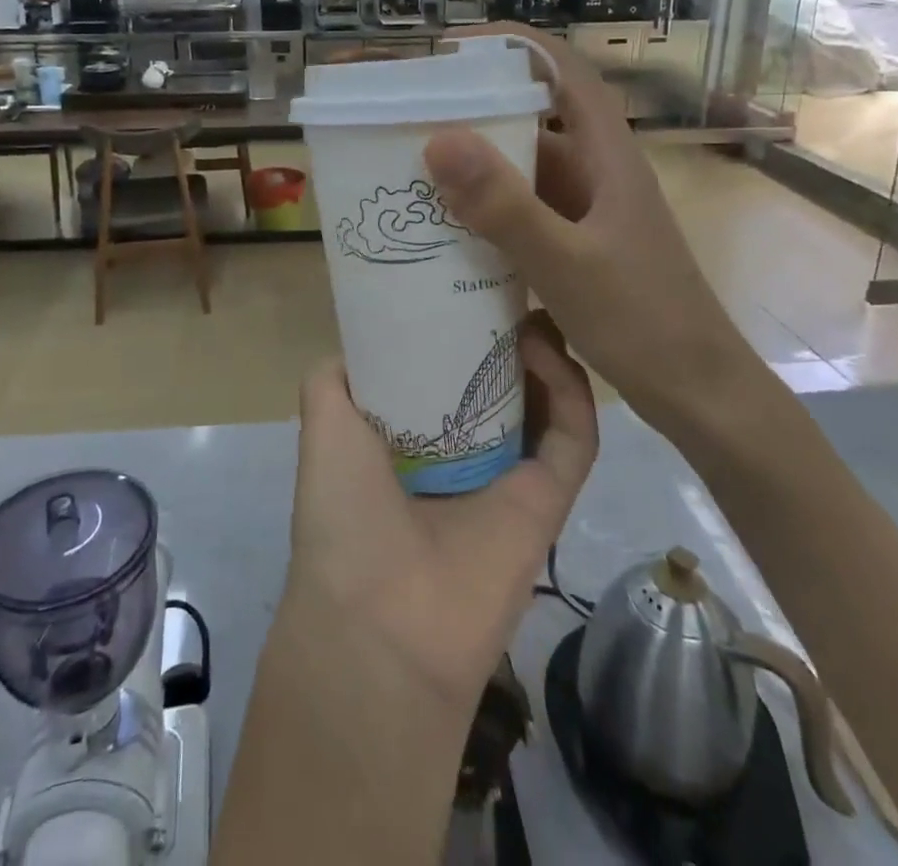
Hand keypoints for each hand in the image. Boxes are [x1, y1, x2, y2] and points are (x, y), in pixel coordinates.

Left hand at [281, 312, 597, 712]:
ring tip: (535, 309)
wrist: (379, 620)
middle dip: (509, 335)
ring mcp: (511, 477)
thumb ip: (334, 376)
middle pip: (502, 383)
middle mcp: (464, 453)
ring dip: (546, 356)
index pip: (448, 372)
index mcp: (414, 438)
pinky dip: (571, 393)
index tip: (469, 278)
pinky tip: (546, 350)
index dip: (460, 327)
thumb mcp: (323, 425)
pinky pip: (575, 439)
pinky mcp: (551, 500)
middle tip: (513, 285)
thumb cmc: (343, 512)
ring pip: (546, 404)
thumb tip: (362, 338)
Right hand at [423, 25, 773, 432]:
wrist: (700, 395)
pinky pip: (524, 213)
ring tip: (414, 167)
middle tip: (411, 114)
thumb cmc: (644, 321)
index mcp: (607, 156)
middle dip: (477, 109)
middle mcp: (596, 173)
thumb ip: (505, 206)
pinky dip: (488, 212)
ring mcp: (587, 212)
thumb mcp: (567, 263)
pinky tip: (448, 230)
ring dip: (478, 164)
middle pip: (535, 118)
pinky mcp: (577, 247)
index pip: (565, 72)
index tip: (455, 47)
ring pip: (526, 170)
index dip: (516, 45)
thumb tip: (438, 138)